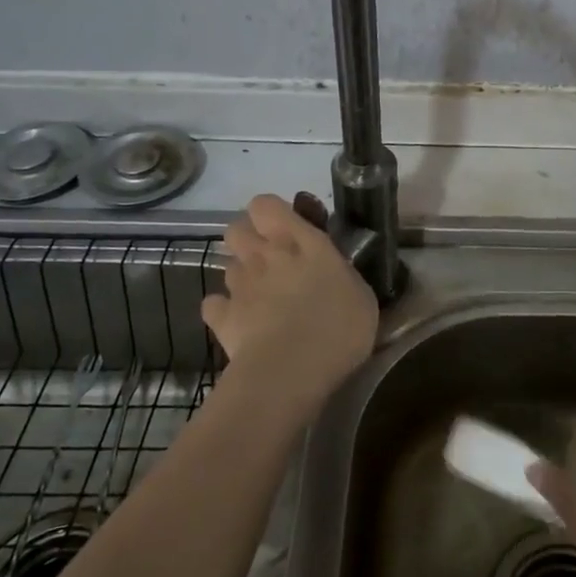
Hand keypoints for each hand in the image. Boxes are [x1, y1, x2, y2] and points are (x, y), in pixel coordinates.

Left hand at [201, 194, 378, 422]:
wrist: (291, 371)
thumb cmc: (338, 328)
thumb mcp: (361, 295)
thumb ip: (342, 275)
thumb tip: (335, 273)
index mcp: (301, 242)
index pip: (266, 205)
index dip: (271, 214)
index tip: (288, 230)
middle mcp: (265, 255)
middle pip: (237, 229)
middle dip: (249, 239)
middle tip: (272, 259)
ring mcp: (240, 285)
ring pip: (228, 265)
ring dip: (242, 275)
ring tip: (262, 297)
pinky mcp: (222, 318)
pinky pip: (214, 304)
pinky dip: (224, 310)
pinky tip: (240, 322)